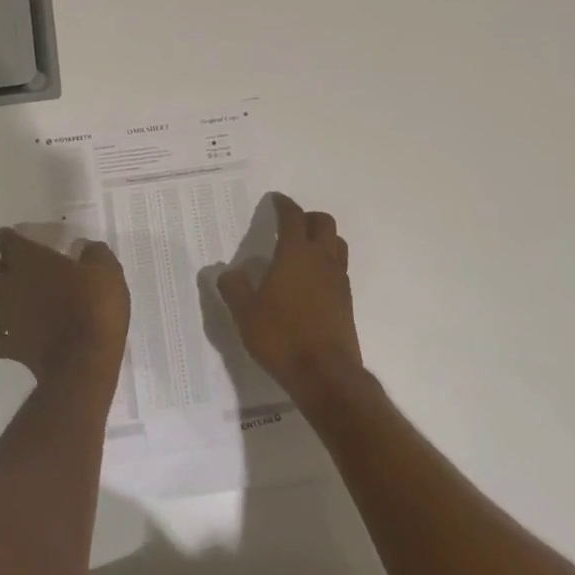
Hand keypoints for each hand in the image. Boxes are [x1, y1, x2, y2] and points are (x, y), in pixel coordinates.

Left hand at [0, 227, 130, 388]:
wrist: (85, 361)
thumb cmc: (95, 308)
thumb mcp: (107, 271)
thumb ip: (95, 253)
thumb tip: (86, 248)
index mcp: (30, 260)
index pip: (7, 241)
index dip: (11, 238)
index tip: (18, 237)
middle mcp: (10, 285)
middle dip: (4, 267)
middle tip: (22, 269)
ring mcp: (6, 318)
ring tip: (12, 298)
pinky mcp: (9, 347)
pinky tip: (5, 334)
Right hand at [217, 195, 365, 406]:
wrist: (325, 374)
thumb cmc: (281, 337)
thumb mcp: (245, 313)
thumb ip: (234, 288)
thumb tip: (228, 272)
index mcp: (295, 253)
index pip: (293, 217)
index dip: (283, 204)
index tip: (275, 200)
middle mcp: (321, 259)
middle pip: (323, 222)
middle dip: (307, 217)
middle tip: (290, 224)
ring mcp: (338, 280)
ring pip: (337, 243)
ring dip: (323, 238)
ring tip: (303, 250)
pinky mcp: (347, 301)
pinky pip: (339, 268)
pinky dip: (327, 263)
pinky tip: (311, 281)